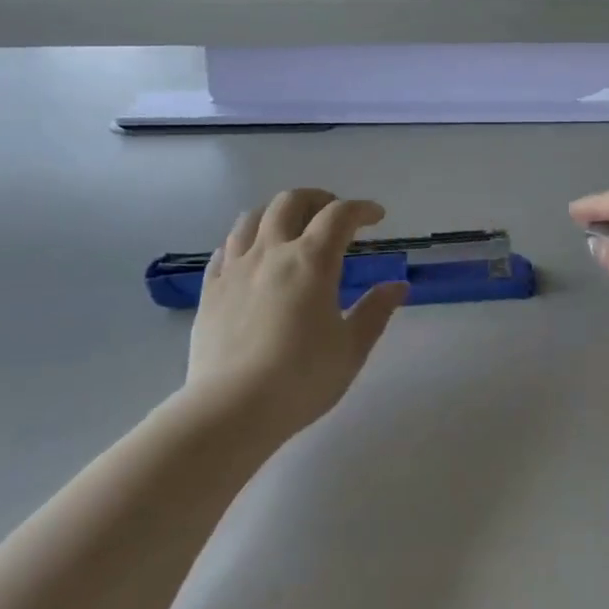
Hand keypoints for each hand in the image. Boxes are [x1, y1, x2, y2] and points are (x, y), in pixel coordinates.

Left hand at [185, 189, 408, 440]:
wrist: (231, 409)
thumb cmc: (301, 379)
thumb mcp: (351, 348)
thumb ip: (375, 311)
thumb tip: (398, 286)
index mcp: (311, 261)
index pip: (339, 216)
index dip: (361, 209)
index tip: (376, 216)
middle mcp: (272, 252)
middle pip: (291, 202)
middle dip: (317, 199)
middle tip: (333, 213)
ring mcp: (236, 268)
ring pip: (252, 218)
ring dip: (277, 212)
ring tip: (291, 226)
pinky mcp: (210, 289)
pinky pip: (225, 249)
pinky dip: (245, 240)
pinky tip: (251, 256)